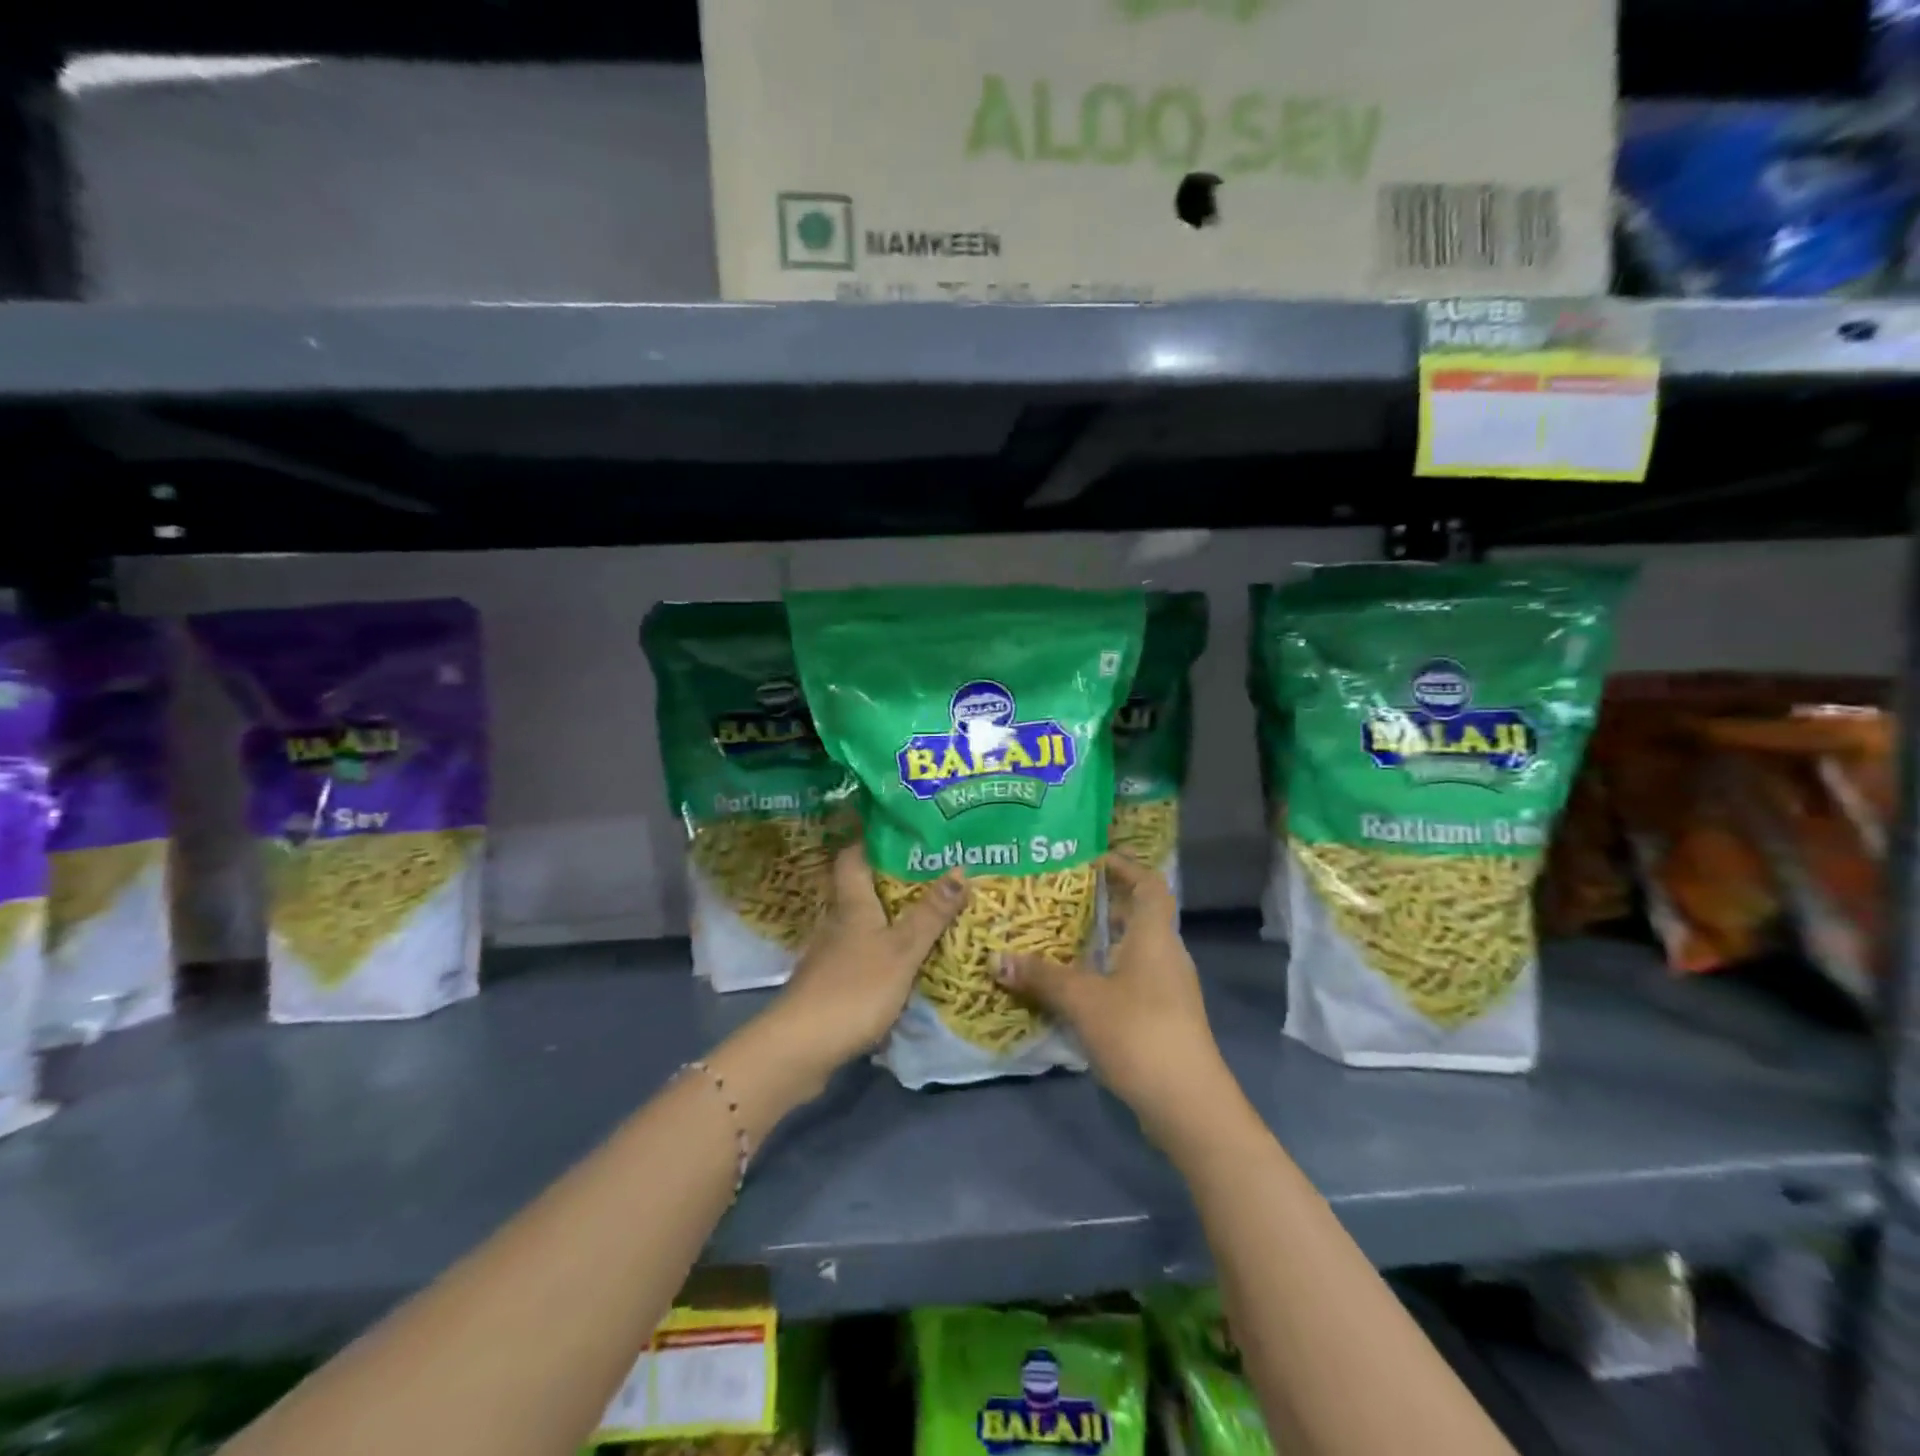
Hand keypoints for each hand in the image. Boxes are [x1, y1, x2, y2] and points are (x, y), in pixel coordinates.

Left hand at [749, 844, 966, 1093]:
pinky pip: (860, 956)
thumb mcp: (902, 950)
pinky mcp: (829, 986)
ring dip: (888, 919)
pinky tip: (903, 963)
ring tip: (926, 915)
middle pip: (860, 890)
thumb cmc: (854, 989)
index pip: (853, 857)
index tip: (899, 829)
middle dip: (891, 881)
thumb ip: (930, 914)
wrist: (799, 1049)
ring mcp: (830, 956)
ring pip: (862, 925)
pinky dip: (881, 953)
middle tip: (932, 874)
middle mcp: (837, 923)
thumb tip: (959, 867)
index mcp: (852, 905)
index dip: (870, 839)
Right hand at [995, 854, 1231, 1140]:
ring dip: (1102, 943)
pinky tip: (1076, 988)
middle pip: (1139, 917)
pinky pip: (1133, 980)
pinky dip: (1106, 974)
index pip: (1149, 885)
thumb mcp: (1082, 1000)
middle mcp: (1167, 955)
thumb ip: (1041, 976)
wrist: (1188, 1104)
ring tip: (1061, 940)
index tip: (1093, 860)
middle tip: (1062, 900)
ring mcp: (1170, 990)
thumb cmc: (1139, 1033)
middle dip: (1103, 905)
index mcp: (1155, 936)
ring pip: (1134, 951)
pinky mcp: (1165, 1019)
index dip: (1126, 867)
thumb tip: (996, 958)